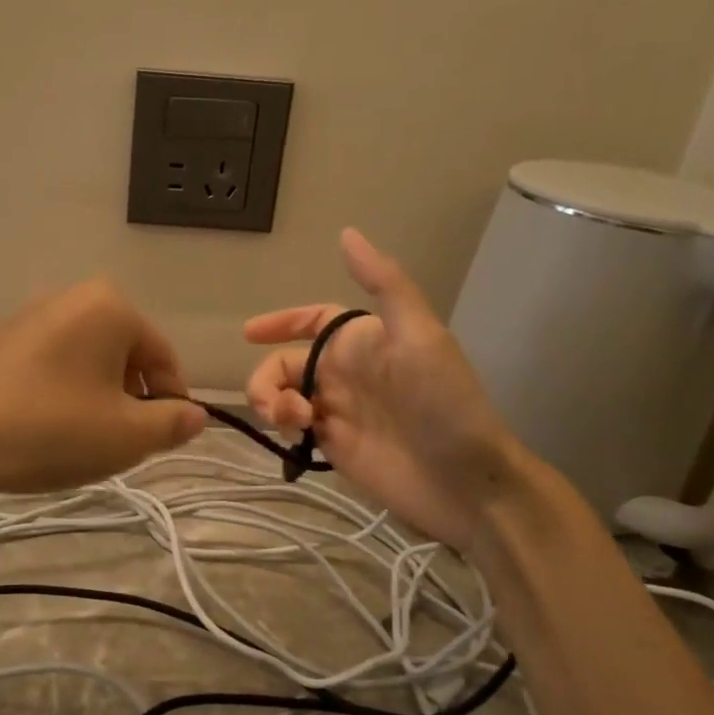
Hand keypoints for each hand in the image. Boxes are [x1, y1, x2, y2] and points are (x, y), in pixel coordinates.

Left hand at [0, 277, 205, 498]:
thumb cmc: (51, 430)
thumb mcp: (127, 436)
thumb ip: (172, 424)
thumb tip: (195, 416)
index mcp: (109, 307)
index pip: (163, 356)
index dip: (174, 401)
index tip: (167, 439)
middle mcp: (68, 298)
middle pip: (123, 355)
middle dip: (131, 399)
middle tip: (121, 443)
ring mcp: (26, 317)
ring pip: (85, 362)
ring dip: (96, 399)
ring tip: (80, 441)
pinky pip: (48, 366)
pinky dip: (60, 395)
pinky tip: (43, 430)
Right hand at [243, 228, 519, 548]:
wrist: (464, 480)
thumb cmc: (443, 402)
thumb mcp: (419, 336)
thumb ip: (384, 285)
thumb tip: (347, 234)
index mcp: (363, 341)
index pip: (312, 321)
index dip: (281, 322)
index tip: (249, 333)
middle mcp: (346, 373)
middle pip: (285, 364)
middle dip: (266, 377)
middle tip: (275, 403)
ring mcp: (338, 411)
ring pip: (282, 397)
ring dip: (272, 404)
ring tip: (294, 423)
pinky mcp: (333, 447)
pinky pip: (291, 430)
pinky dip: (282, 429)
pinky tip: (297, 438)